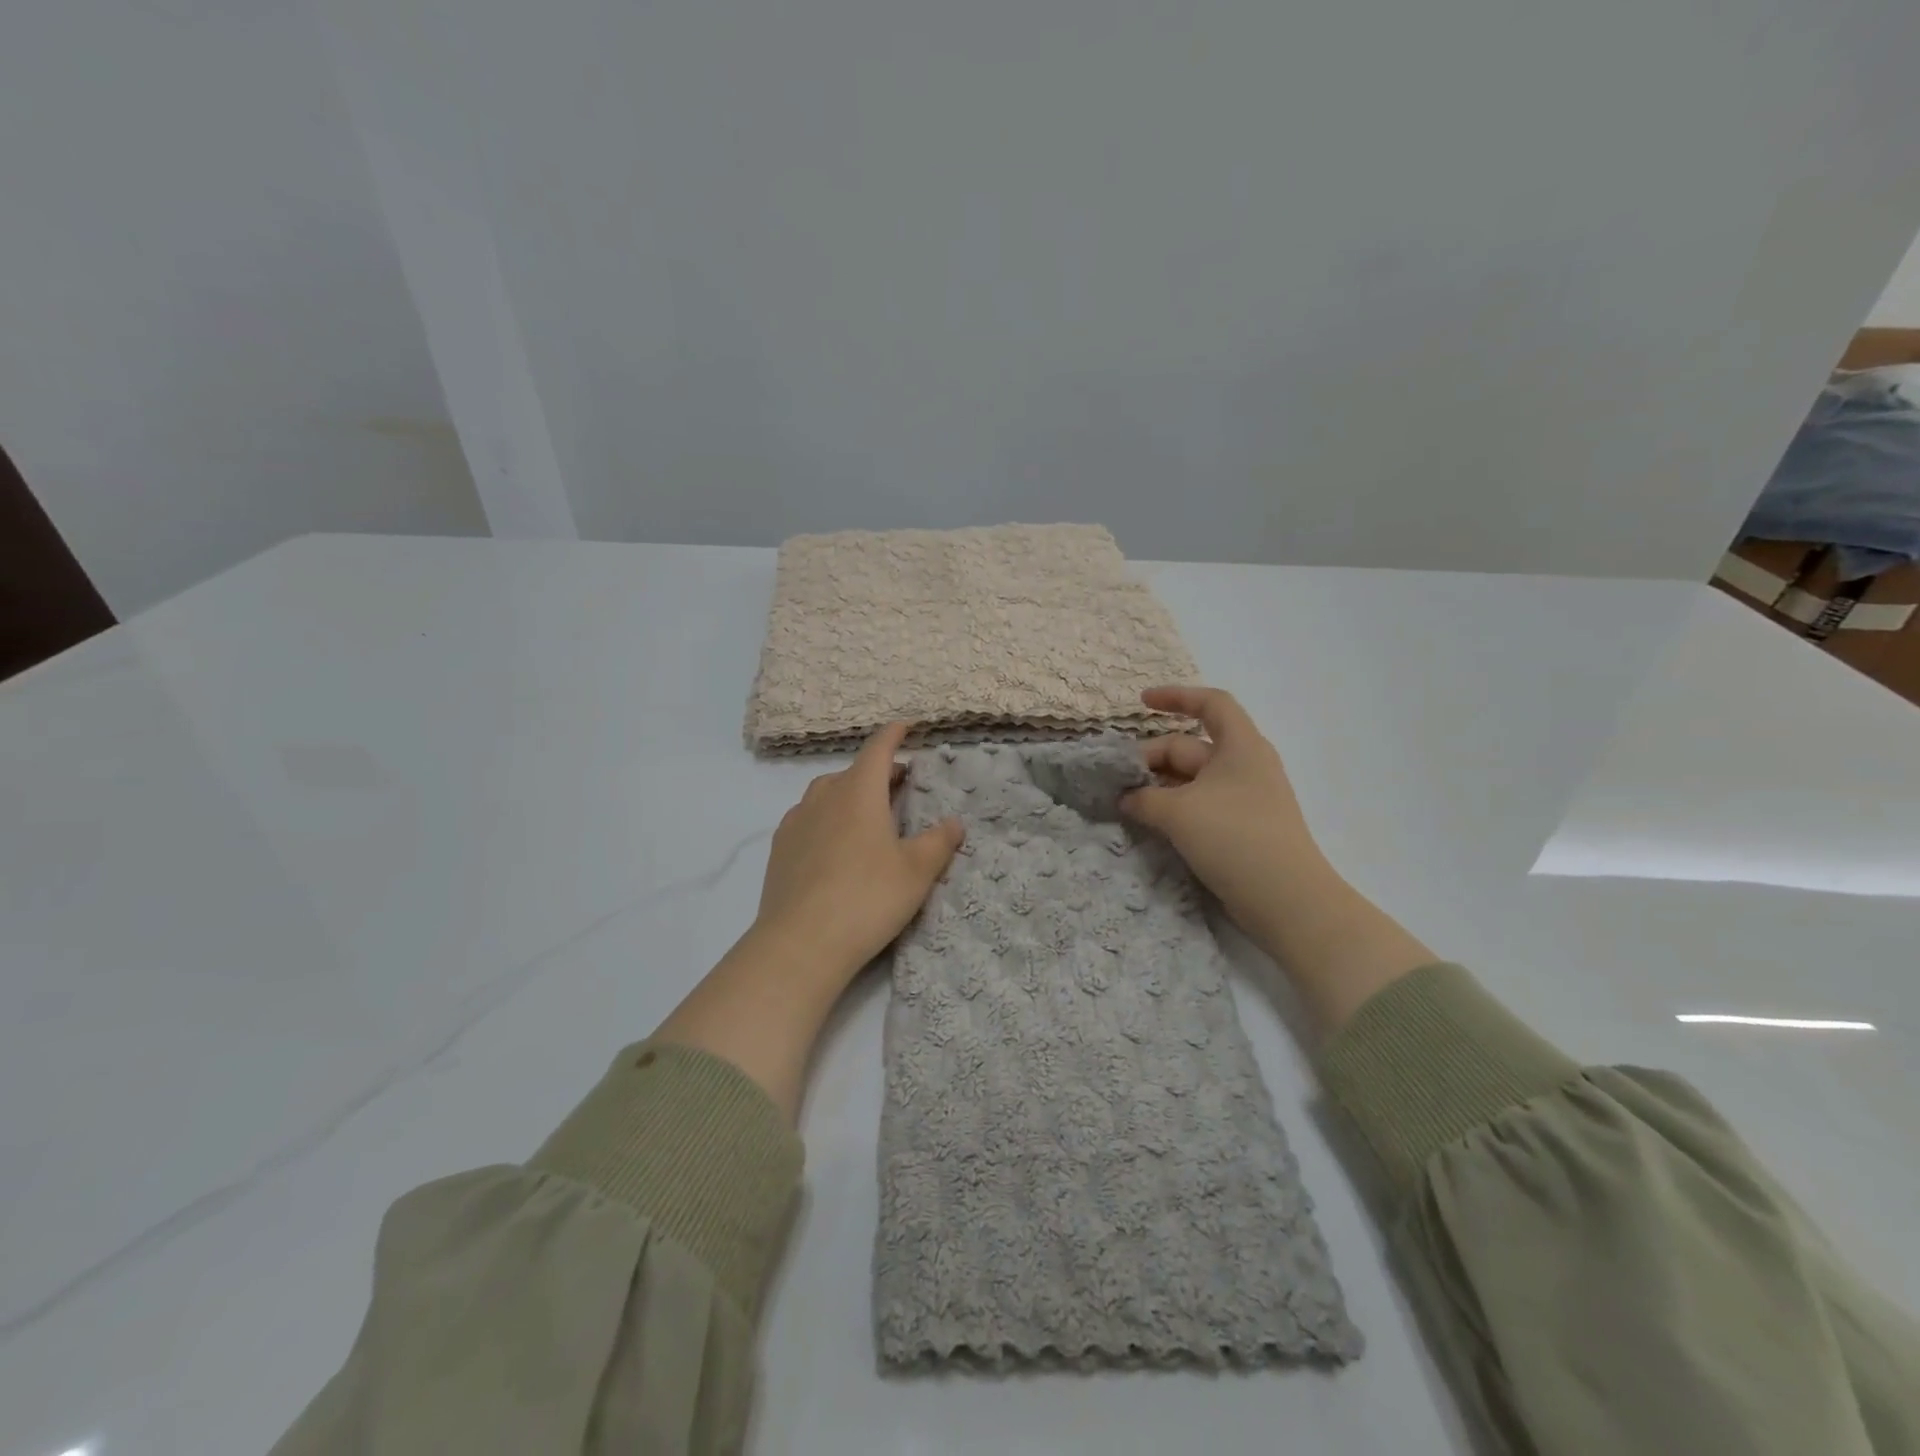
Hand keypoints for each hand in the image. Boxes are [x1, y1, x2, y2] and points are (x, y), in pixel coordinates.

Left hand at [753, 721, 964, 988]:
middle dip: (877, 772)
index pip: (877, 749)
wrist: (800, 943)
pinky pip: (807, 820)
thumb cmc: (867, 898)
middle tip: (900, 784)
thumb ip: (938, 842)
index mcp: (859, 792)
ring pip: (826, 795)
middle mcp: (823, 797)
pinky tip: (834, 844)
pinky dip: (827, 819)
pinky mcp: (779, 850)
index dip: (894, 735)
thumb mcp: (916, 871)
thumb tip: (954, 822)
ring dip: (849, 794)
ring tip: (867, 814)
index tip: (905, 726)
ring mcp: (796, 823)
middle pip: (852, 772)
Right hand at [1119, 686, 1323, 939]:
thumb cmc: (1235, 838)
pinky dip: (1172, 807)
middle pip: (1190, 747)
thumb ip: (1143, 798)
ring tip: (1124, 801)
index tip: (1141, 703)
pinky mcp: (1239, 828)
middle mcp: (1244, 766)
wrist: (1286, 899)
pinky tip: (1148, 822)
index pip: (1210, 704)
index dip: (1176, 697)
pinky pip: (1199, 805)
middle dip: (1151, 757)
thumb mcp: (1178, 812)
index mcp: (1240, 746)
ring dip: (1158, 786)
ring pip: (1191, 780)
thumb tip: (1125, 797)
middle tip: (1115, 779)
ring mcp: (1243, 799)